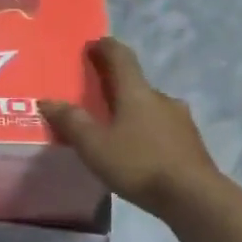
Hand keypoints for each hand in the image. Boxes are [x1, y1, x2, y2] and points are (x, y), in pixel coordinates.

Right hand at [39, 38, 224, 216]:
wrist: (194, 197)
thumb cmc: (139, 164)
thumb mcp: (94, 145)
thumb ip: (71, 122)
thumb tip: (47, 100)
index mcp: (137, 92)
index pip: (121, 57)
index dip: (105, 47)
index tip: (92, 44)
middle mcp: (161, 98)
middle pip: (135, 84)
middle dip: (115, 86)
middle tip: (94, 98)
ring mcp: (180, 120)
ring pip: (150, 108)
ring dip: (132, 112)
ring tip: (114, 130)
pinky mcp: (190, 143)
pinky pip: (161, 128)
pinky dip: (146, 132)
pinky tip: (137, 151)